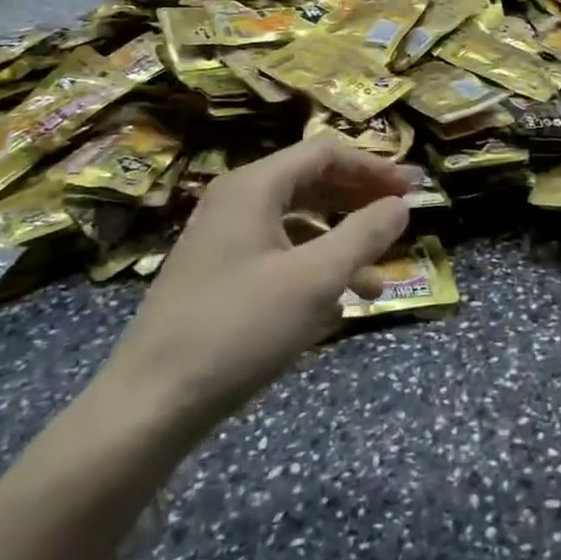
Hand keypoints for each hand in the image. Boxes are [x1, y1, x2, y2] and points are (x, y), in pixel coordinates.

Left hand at [100, 136, 410, 430]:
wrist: (148, 407)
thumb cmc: (239, 330)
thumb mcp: (316, 280)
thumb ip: (365, 234)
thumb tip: (401, 205)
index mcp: (254, 187)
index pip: (326, 153)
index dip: (375, 168)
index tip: (412, 192)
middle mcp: (236, 201)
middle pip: (312, 182)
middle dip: (360, 202)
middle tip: (400, 222)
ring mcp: (223, 239)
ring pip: (298, 223)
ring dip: (341, 244)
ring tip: (376, 283)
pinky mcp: (218, 274)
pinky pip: (278, 254)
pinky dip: (313, 268)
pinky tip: (335, 306)